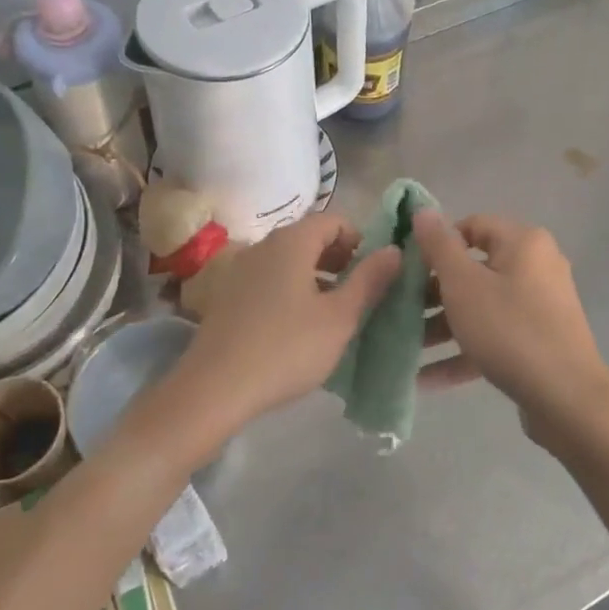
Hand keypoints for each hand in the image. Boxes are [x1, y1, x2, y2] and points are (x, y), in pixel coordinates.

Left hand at [173, 213, 401, 436]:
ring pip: (290, 261)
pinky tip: (300, 328)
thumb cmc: (286, 348)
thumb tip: (394, 250)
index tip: (375, 273)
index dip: (360, 240)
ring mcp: (241, 270)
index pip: (334, 220)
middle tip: (360, 294)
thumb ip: (369, 280)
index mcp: (291, 241)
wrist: (214, 389)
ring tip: (335, 314)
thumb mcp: (339, 318)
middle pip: (310, 238)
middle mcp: (263, 245)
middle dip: (340, 260)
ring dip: (317, 278)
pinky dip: (292, 291)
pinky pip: (270, 280)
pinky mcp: (228, 295)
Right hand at [413, 211, 608, 444]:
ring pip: (482, 307)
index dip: (437, 244)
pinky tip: (428, 379)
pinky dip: (465, 352)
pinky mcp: (539, 342)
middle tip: (401, 311)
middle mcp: (536, 267)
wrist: (568, 400)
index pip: (471, 226)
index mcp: (523, 243)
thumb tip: (422, 210)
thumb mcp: (463, 285)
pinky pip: (495, 337)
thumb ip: (439, 247)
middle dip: (433, 293)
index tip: (407, 269)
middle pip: (474, 269)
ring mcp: (540, 307)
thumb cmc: (510, 330)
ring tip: (407, 348)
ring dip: (443, 326)